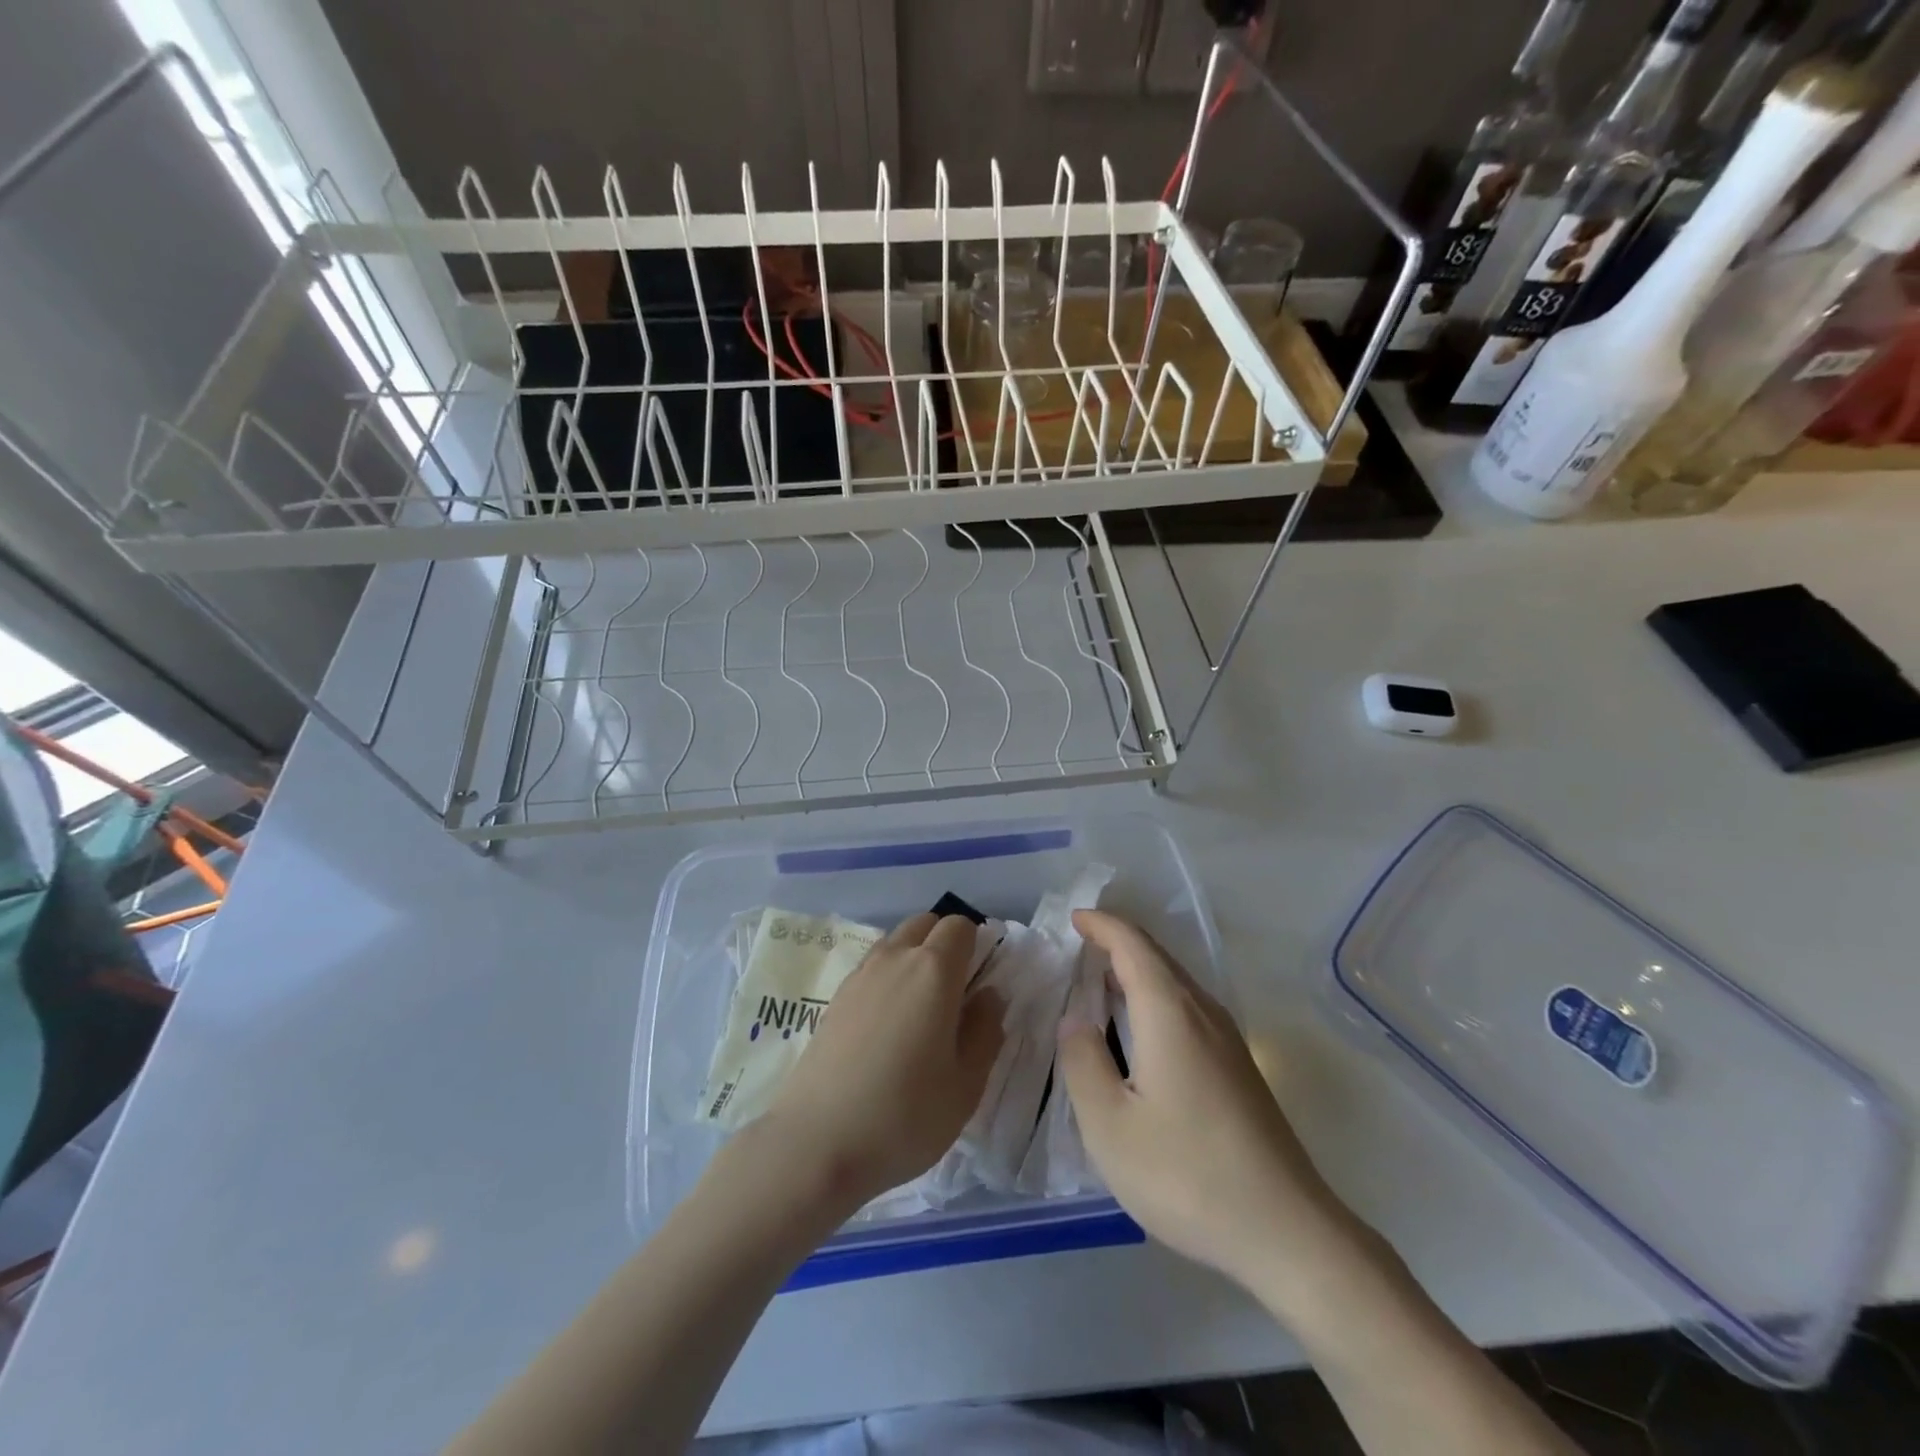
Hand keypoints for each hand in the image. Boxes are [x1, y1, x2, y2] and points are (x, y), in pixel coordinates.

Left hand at [761, 913, 1002, 1214]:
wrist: (816, 1144)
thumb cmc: (905, 1115)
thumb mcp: (966, 1084)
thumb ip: (985, 1030)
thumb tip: (989, 995)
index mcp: (933, 970)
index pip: (960, 926)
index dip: (976, 945)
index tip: (981, 982)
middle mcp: (894, 958)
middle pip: (925, 924)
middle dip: (944, 943)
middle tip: (955, 993)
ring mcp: (859, 976)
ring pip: (895, 943)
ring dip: (914, 958)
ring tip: (921, 1012)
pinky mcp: (835, 998)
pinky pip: (872, 968)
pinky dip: (888, 979)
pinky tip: (888, 1028)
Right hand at [1058, 910, 1344, 1294]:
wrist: (1287, 1232)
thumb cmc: (1187, 1175)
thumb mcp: (1110, 1126)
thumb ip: (1083, 1063)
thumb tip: (1076, 1021)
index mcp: (1170, 1012)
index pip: (1132, 945)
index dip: (1102, 925)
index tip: (1074, 918)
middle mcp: (1203, 1012)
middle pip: (1158, 957)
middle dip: (1118, 941)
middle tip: (1080, 942)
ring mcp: (1228, 1040)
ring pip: (1177, 982)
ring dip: (1138, 969)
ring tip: (1101, 980)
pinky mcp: (1239, 1067)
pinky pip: (1189, 1007)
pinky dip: (1156, 996)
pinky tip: (1141, 1029)